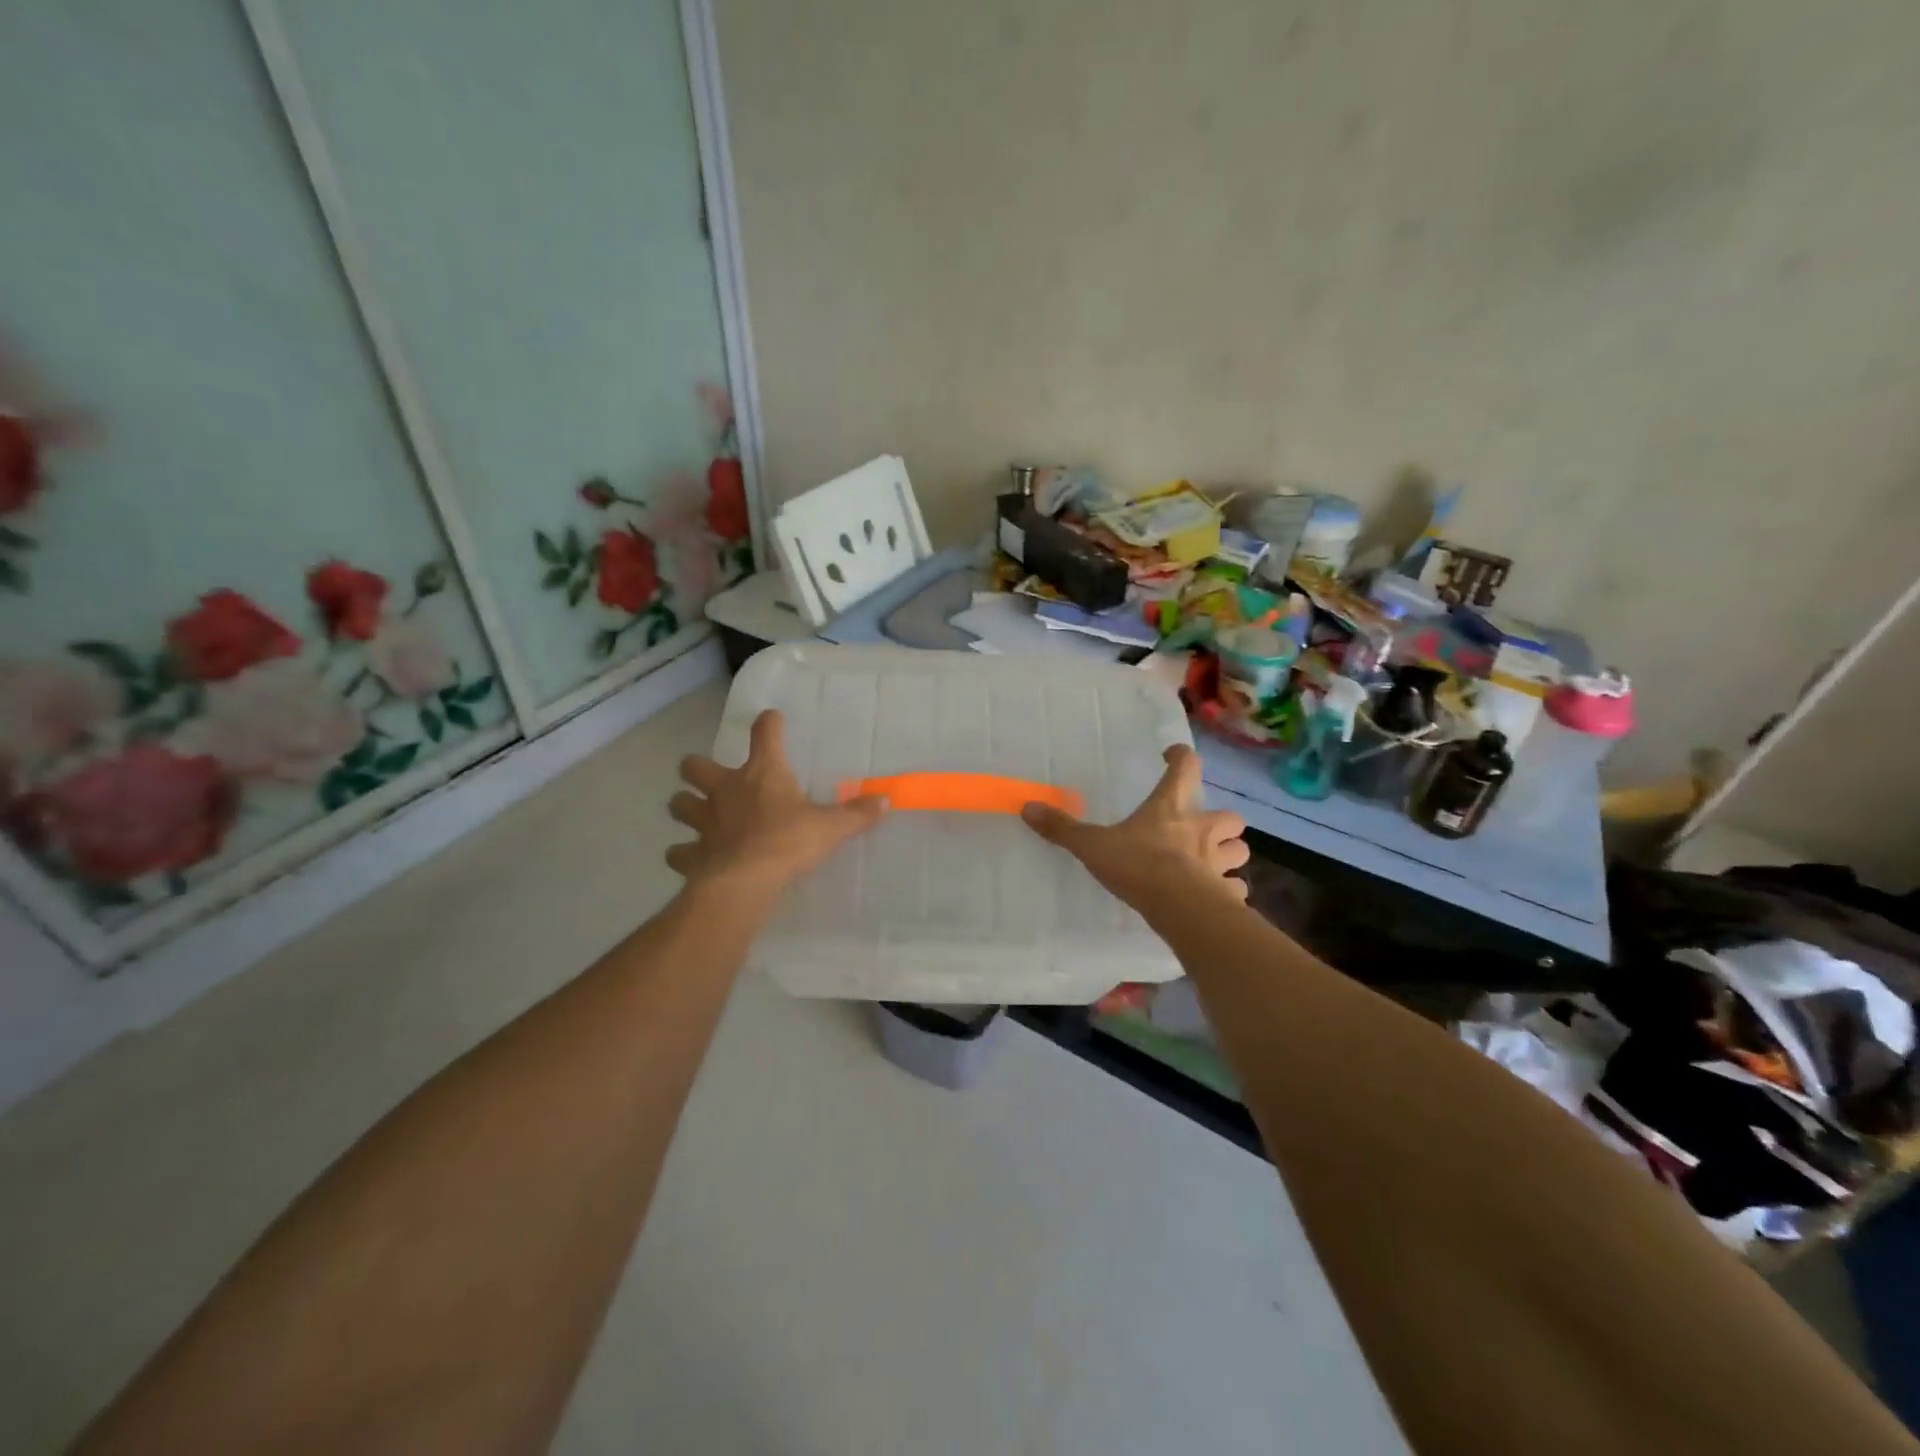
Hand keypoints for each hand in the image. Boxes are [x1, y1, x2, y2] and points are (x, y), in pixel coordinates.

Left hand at [667, 709, 886, 896]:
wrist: (746, 881)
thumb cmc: (789, 842)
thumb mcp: (830, 827)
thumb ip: (856, 814)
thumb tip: (886, 801)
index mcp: (762, 774)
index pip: (764, 734)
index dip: (768, 724)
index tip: (771, 720)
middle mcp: (726, 791)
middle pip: (695, 766)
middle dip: (698, 769)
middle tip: (712, 778)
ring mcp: (704, 822)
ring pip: (679, 804)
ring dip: (686, 806)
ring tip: (697, 815)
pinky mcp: (693, 854)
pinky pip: (679, 852)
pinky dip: (683, 854)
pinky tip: (693, 859)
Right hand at [1021, 744, 1248, 914]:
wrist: (1180, 907)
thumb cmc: (1139, 866)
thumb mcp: (1093, 845)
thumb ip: (1063, 828)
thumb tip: (1027, 807)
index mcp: (1172, 808)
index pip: (1186, 767)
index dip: (1181, 758)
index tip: (1172, 756)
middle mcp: (1202, 829)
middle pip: (1229, 816)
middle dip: (1219, 821)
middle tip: (1201, 827)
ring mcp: (1219, 862)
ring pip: (1239, 851)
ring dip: (1228, 853)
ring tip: (1211, 861)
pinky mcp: (1226, 893)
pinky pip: (1234, 889)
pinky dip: (1228, 890)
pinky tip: (1215, 897)